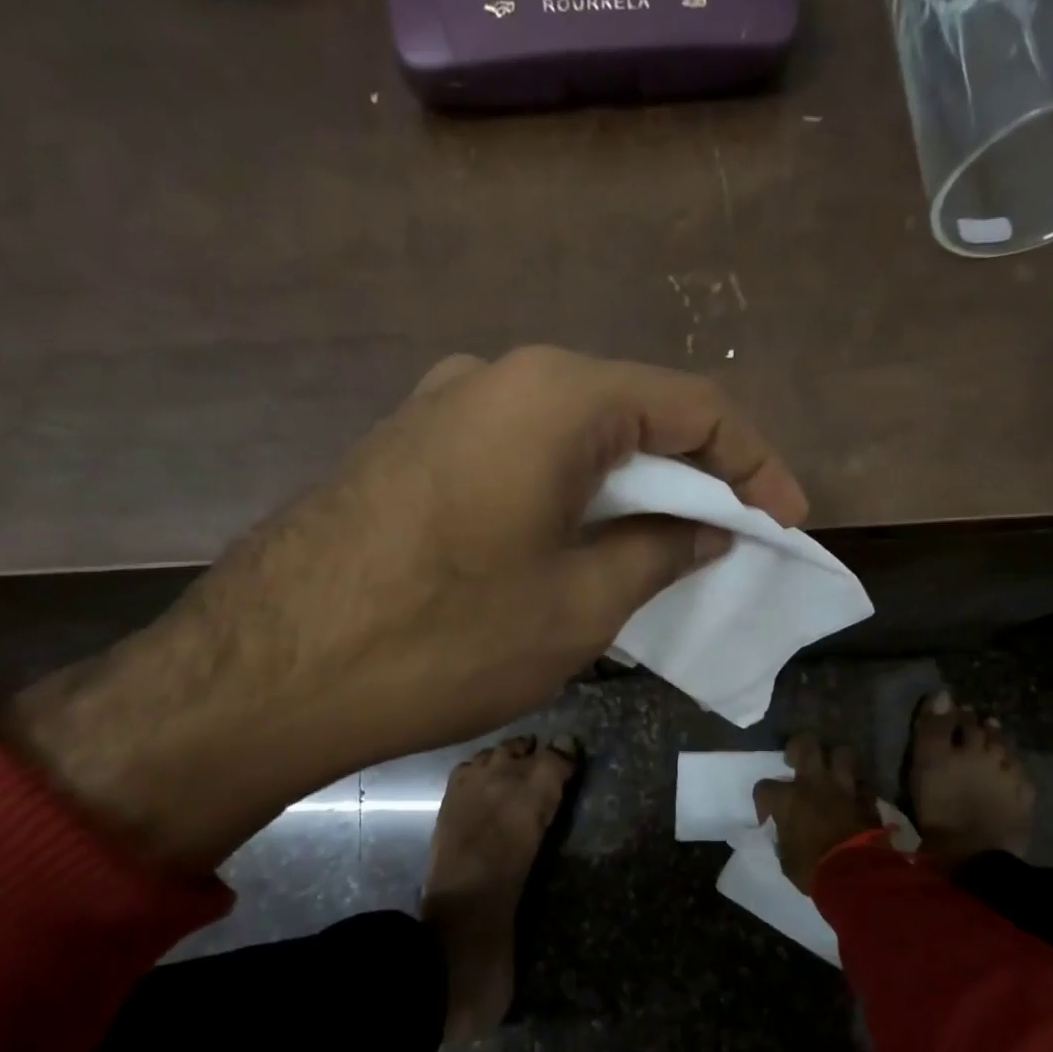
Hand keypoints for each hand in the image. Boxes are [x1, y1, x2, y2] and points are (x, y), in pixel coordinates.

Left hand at [0, 346, 807, 873]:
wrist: (266, 676)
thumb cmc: (446, 637)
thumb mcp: (580, 604)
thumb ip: (659, 549)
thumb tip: (706, 527)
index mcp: (555, 395)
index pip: (694, 405)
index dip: (755, 462)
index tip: (786, 520)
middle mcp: (498, 376)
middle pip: (632, 411)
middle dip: (694, 473)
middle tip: (733, 534)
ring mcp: (442, 407)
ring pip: (573, 436)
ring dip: (629, 486)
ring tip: (666, 546)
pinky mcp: (409, 448)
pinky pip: (518, 456)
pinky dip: (570, 493)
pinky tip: (580, 544)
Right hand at [752, 735, 883, 894]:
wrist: (857, 877)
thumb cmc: (813, 870)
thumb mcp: (786, 858)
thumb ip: (784, 837)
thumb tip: (786, 832)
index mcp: (788, 799)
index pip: (764, 787)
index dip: (762, 800)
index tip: (768, 816)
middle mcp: (814, 784)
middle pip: (806, 744)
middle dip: (799, 747)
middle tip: (796, 760)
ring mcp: (844, 788)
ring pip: (842, 753)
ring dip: (835, 761)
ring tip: (831, 772)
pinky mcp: (867, 799)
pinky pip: (862, 783)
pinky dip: (857, 788)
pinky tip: (854, 797)